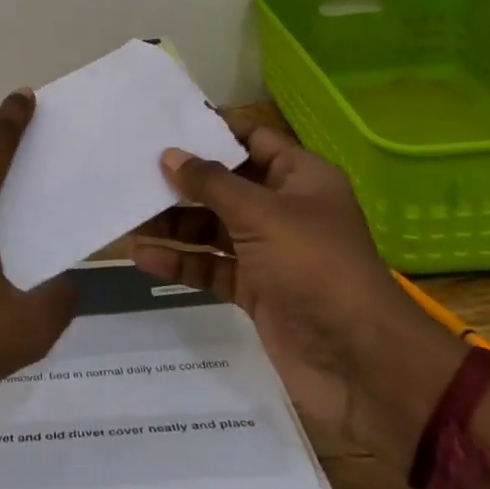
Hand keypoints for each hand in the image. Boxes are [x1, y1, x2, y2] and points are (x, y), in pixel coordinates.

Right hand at [133, 125, 463, 455]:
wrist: (361, 364)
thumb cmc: (315, 268)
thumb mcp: (262, 214)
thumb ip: (211, 182)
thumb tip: (170, 154)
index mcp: (300, 179)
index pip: (252, 140)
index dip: (212, 131)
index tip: (165, 124)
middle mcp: (284, 209)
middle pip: (225, 185)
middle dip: (182, 181)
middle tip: (132, 170)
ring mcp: (269, 252)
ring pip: (212, 227)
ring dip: (174, 224)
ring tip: (128, 216)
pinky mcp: (256, 290)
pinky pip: (211, 266)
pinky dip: (181, 262)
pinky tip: (142, 257)